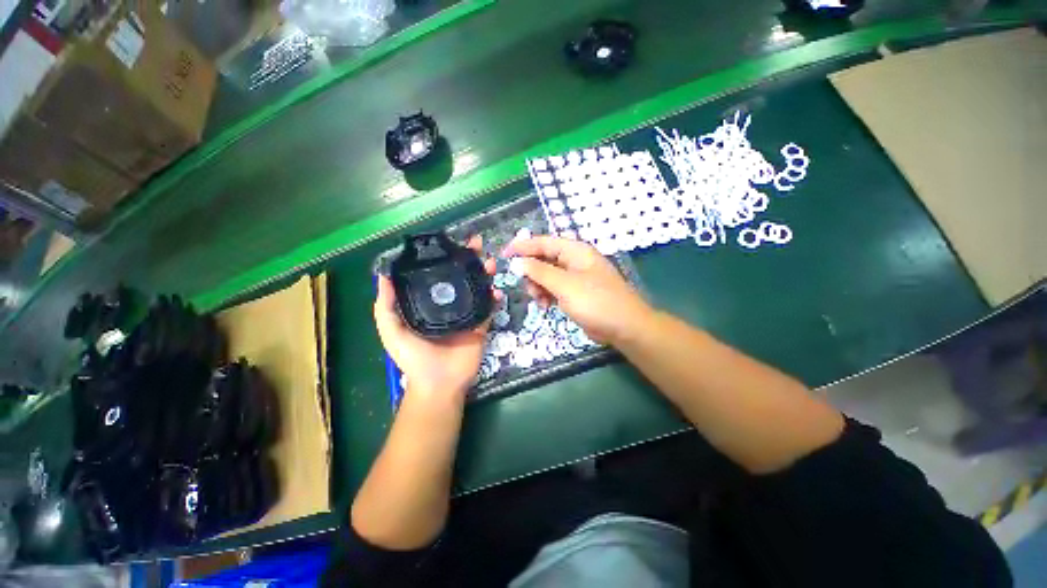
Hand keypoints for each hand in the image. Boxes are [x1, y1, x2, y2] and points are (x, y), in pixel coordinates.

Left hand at [373, 236, 499, 401]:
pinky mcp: (481, 325)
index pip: (438, 276)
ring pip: (478, 289)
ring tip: (490, 264)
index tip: (451, 243)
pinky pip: (489, 309)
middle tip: (476, 246)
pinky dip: (494, 298)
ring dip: (485, 275)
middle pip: (461, 278)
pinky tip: (496, 290)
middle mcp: (449, 305)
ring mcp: (467, 315)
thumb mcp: (392, 330)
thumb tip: (383, 275)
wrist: (438, 383)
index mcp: (429, 304)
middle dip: (469, 261)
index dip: (444, 259)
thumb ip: (386, 305)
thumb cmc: (413, 357)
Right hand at [504, 236, 652, 344]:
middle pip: (543, 259)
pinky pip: (554, 289)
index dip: (522, 247)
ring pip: (547, 276)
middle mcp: (574, 260)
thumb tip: (517, 262)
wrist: (624, 327)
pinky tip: (544, 306)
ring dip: (538, 286)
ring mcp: (575, 277)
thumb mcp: (564, 285)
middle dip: (531, 272)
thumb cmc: (595, 301)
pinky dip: (546, 295)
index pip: (543, 242)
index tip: (504, 255)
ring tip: (538, 300)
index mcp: (575, 251)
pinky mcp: (576, 293)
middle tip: (525, 286)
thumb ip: (539, 272)